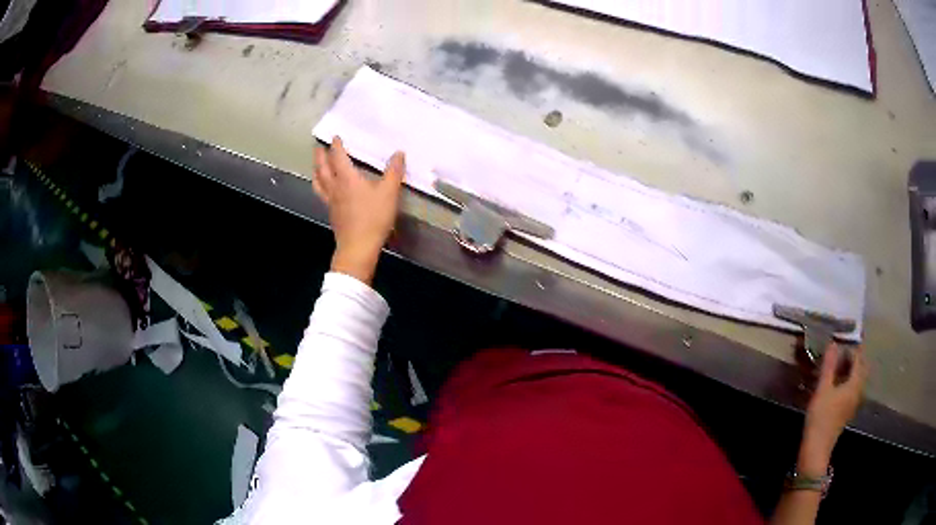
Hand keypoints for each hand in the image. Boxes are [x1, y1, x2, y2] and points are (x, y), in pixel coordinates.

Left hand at [313, 137, 405, 284]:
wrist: (358, 247)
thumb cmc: (373, 218)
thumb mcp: (389, 193)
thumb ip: (394, 172)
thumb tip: (399, 153)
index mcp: (347, 178)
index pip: (338, 157)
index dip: (336, 146)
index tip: (335, 137)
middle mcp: (335, 187)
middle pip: (322, 168)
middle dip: (320, 156)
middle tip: (318, 147)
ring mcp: (331, 202)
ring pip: (318, 182)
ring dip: (316, 170)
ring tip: (316, 165)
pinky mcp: (332, 214)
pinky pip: (322, 194)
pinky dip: (320, 185)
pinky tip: (325, 188)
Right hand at [799, 344, 867, 474]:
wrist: (816, 449)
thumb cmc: (821, 417)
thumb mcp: (822, 390)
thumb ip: (828, 366)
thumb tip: (833, 343)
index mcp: (855, 384)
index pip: (859, 359)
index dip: (853, 348)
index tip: (844, 340)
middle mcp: (858, 391)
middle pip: (862, 369)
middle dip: (855, 358)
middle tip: (843, 352)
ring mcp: (853, 403)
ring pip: (858, 380)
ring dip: (852, 370)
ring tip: (839, 366)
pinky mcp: (847, 411)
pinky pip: (853, 389)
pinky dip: (848, 381)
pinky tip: (837, 384)